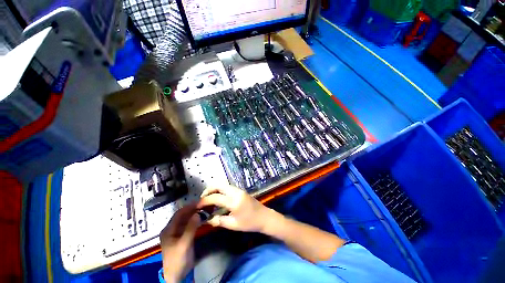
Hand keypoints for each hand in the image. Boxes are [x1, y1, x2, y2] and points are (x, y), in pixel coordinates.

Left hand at [160, 203, 199, 282]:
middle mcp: (171, 229)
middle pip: (182, 215)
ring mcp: (177, 232)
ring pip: (186, 219)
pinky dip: (195, 220)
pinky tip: (202, 218)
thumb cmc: (178, 259)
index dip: (189, 207)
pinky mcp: (182, 236)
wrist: (177, 275)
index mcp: (168, 229)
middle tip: (204, 205)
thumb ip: (190, 228)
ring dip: (194, 214)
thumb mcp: (184, 244)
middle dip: (193, 209)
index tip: (200, 202)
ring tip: (204, 209)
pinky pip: (189, 225)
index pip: (179, 213)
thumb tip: (198, 213)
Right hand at [197, 184, 278, 232]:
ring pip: (224, 185)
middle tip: (202, 199)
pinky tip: (218, 199)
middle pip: (219, 185)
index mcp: (234, 201)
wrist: (264, 217)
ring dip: (215, 189)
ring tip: (208, 199)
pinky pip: (228, 188)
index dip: (204, 201)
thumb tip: (207, 219)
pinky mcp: (241, 191)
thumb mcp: (233, 225)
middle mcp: (236, 192)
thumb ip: (219, 221)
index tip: (197, 206)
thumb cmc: (250, 223)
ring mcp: (239, 190)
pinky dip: (220, 191)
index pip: (215, 197)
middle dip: (209, 190)